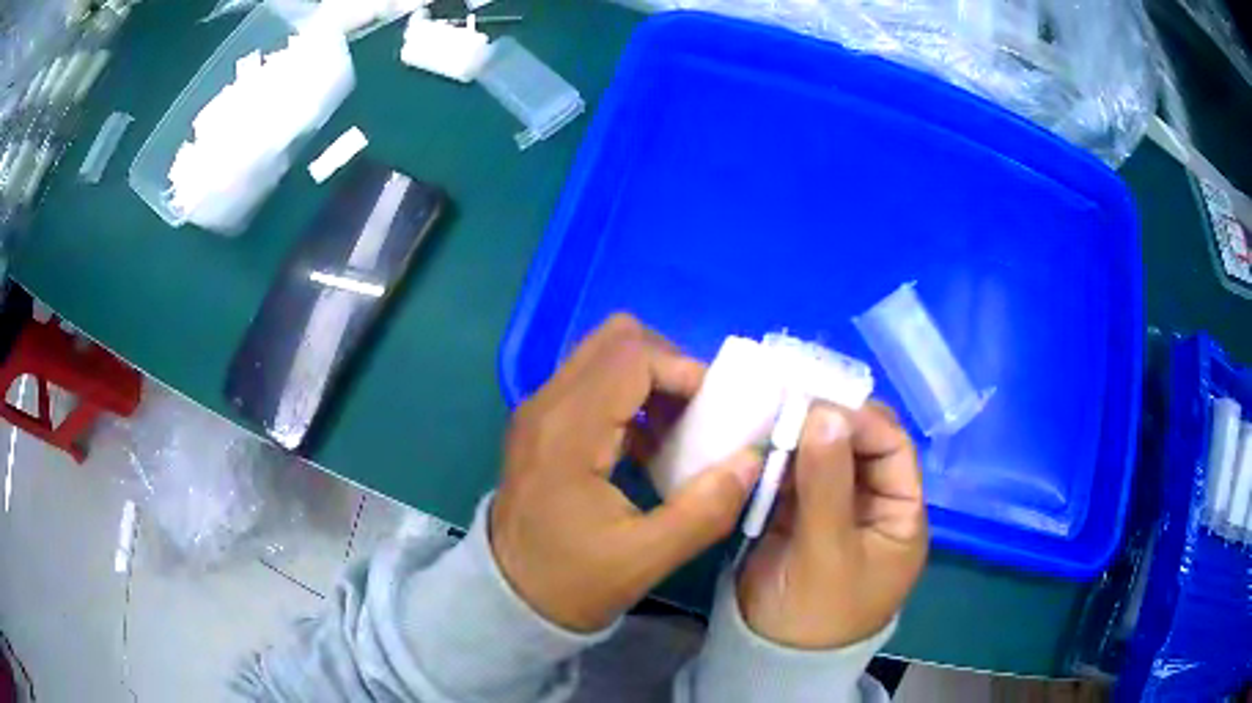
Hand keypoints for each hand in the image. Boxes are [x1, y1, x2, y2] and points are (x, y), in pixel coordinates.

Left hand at [491, 314, 763, 631]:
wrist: (509, 596)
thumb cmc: (572, 581)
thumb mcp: (647, 558)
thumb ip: (706, 508)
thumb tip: (751, 459)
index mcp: (568, 432)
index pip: (632, 355)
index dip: (683, 370)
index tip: (715, 412)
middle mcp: (548, 404)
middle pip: (616, 339)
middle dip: (668, 364)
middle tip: (696, 412)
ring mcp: (539, 410)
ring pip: (604, 355)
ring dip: (650, 379)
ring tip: (677, 431)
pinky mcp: (542, 422)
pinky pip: (592, 381)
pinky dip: (630, 396)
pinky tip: (648, 445)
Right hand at [737, 403, 927, 648]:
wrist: (770, 657)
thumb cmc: (818, 615)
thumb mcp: (829, 553)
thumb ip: (827, 485)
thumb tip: (823, 411)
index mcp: (899, 515)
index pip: (893, 450)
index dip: (862, 422)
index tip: (821, 401)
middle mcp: (870, 504)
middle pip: (857, 447)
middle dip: (827, 422)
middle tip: (789, 398)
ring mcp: (832, 508)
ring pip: (821, 457)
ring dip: (797, 436)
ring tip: (768, 411)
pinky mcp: (795, 515)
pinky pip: (790, 476)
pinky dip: (775, 458)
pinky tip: (756, 440)